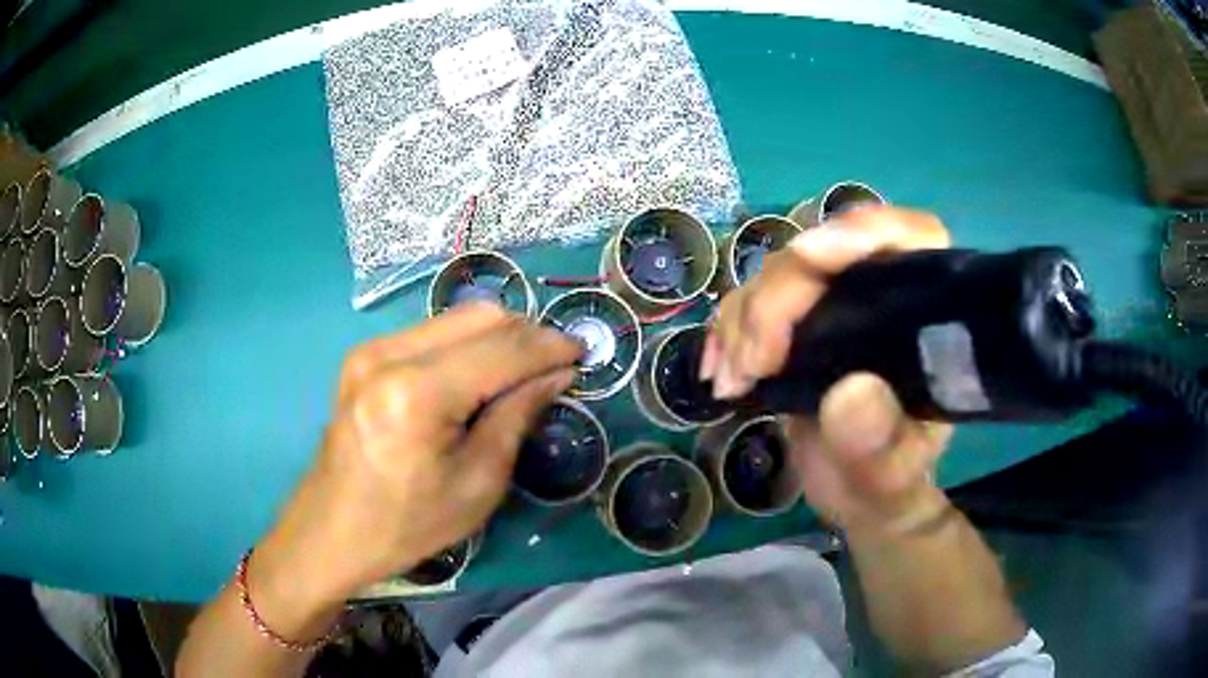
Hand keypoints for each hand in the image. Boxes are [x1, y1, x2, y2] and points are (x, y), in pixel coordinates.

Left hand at [252, 304, 580, 621]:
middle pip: (480, 317)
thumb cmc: (407, 525)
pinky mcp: (364, 356)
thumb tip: (556, 374)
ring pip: (456, 319)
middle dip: (526, 335)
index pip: (502, 349)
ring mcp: (371, 349)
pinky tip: (477, 378)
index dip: (549, 347)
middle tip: (554, 367)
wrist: (331, 532)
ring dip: (497, 338)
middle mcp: (389, 354)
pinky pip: (431, 333)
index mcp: (417, 394)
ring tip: (520, 375)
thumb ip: (517, 416)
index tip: (583, 353)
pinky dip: (466, 346)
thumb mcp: (476, 484)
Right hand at [702, 207, 953, 533]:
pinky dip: (726, 333)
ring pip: (778, 275)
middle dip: (778, 300)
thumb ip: (882, 445)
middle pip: (824, 254)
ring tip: (733, 382)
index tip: (809, 256)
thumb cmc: (888, 479)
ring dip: (743, 321)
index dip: (863, 231)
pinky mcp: (794, 322)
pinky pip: (750, 303)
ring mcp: (833, 302)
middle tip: (752, 365)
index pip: (910, 235)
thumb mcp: (893, 474)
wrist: (856, 490)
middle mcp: (879, 290)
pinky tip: (719, 373)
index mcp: (924, 311)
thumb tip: (850, 393)